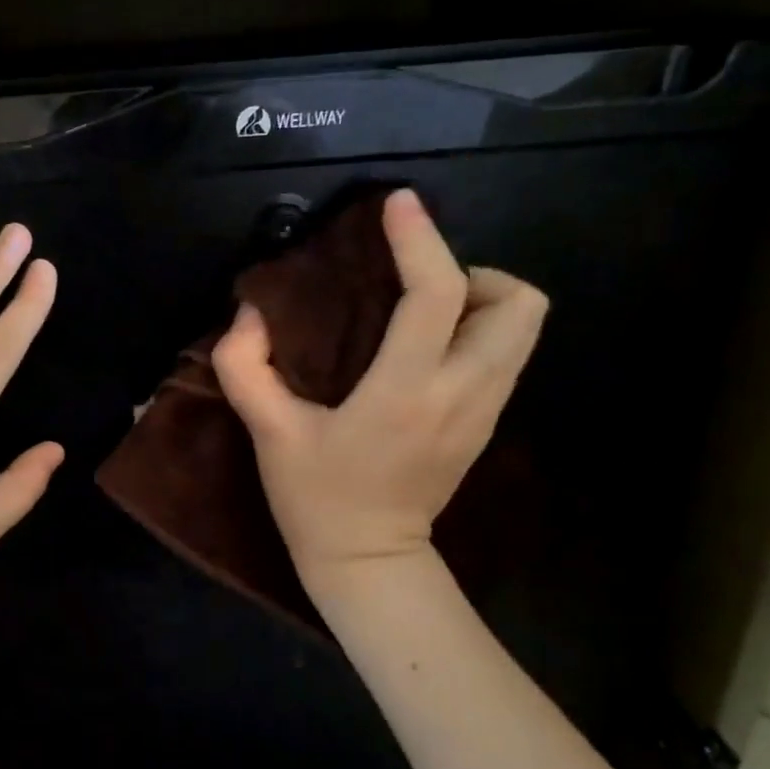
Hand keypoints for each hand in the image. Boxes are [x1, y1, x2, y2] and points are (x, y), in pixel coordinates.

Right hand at [212, 188, 546, 593]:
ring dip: (480, 300)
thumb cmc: (316, 498)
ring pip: (524, 327)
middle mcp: (462, 393)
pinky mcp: (487, 423)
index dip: (421, 240)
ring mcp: (485, 411)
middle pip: (519, 302)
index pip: (437, 295)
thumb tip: (250, 313)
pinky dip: (477, 331)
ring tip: (420, 311)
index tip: (398, 206)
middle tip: (416, 284)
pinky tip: (425, 347)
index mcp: (406, 392)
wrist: (368, 562)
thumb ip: (245, 367)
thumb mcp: (268, 434)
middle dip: (474, 273)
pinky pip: (506, 354)